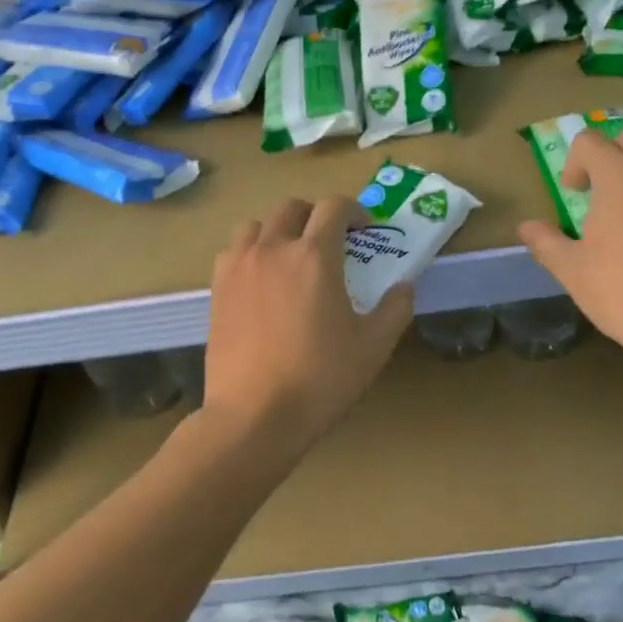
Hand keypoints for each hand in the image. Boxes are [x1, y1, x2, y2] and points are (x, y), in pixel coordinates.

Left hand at [203, 196, 412, 452]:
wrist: (255, 415)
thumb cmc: (321, 379)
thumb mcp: (374, 347)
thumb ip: (395, 308)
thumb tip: (405, 285)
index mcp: (314, 256)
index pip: (333, 207)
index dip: (354, 210)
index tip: (365, 228)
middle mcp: (273, 249)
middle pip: (292, 207)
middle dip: (316, 214)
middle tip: (332, 240)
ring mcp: (239, 267)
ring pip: (256, 225)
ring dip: (279, 229)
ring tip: (291, 255)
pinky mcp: (217, 290)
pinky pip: (233, 252)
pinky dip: (251, 252)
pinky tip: (261, 280)